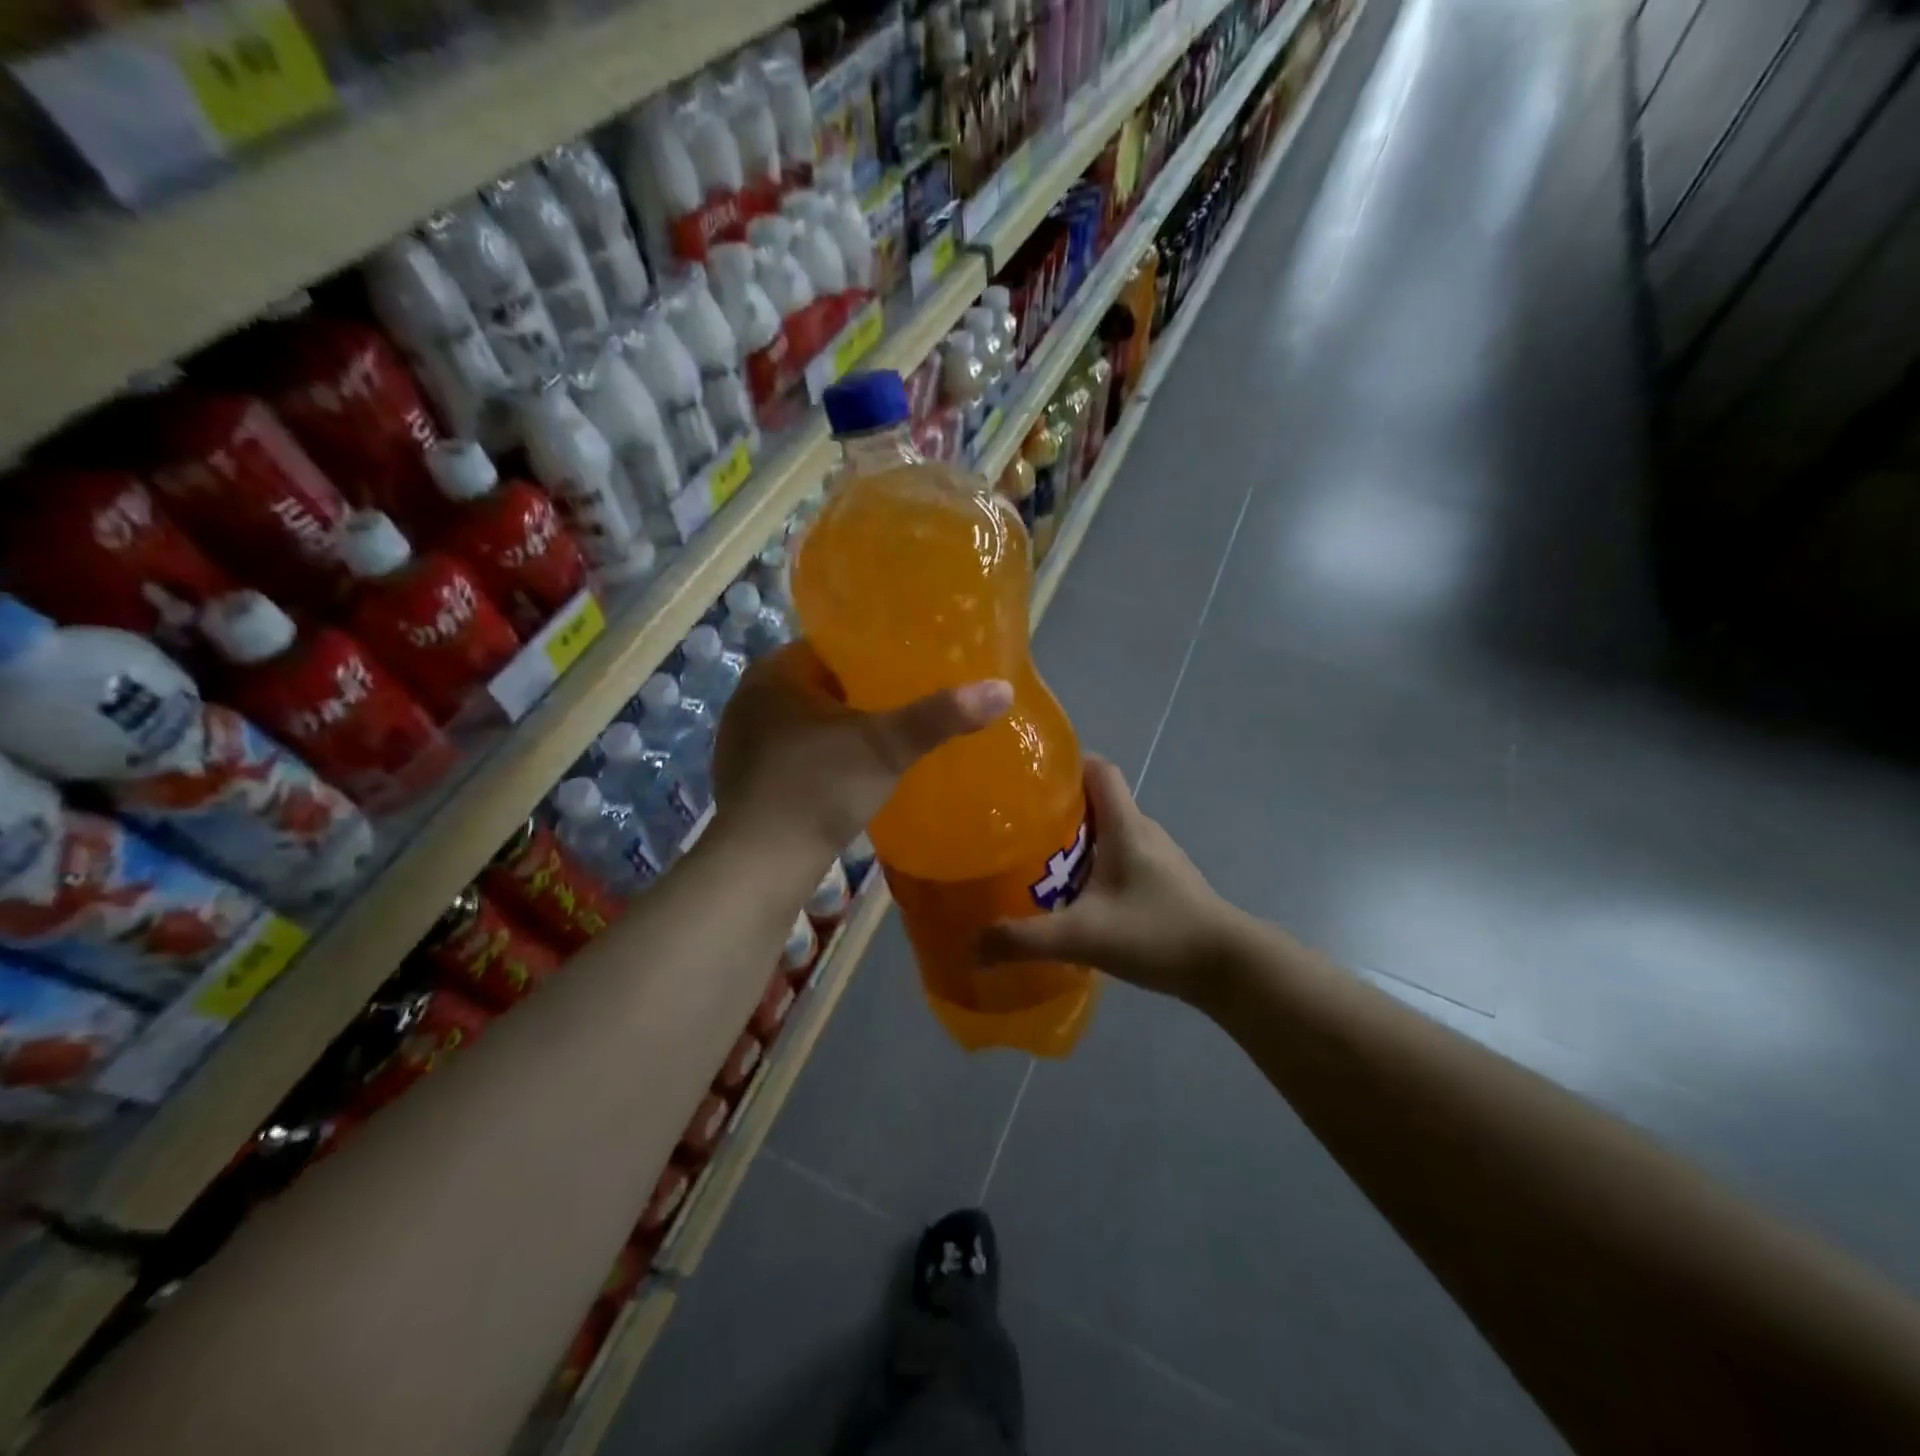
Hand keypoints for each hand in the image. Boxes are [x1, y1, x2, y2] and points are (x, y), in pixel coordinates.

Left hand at [714, 642, 1012, 864]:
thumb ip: (940, 716)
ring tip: (884, 735)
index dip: (872, 653)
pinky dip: (820, 755)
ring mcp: (741, 741)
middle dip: (859, 691)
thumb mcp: (886, 748)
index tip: (909, 665)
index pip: (830, 646)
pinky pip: (792, 752)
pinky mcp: (745, 779)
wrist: (761, 863)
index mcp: (773, 673)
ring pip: (805, 720)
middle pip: (819, 684)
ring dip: (839, 726)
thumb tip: (1003, 688)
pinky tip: (848, 773)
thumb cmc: (819, 788)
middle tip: (906, 700)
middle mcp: (749, 699)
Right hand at [978, 756, 1250, 1002]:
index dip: (1065, 765)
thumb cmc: (1158, 933)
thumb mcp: (1084, 936)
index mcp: (1126, 825)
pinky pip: (1119, 857)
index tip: (1027, 780)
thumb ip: (1025, 940)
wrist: (1228, 968)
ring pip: (1108, 831)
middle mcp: (1142, 830)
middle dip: (1056, 808)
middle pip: (1096, 800)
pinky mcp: (1163, 881)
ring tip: (1035, 862)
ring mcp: (1157, 856)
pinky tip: (1073, 897)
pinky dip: (1093, 865)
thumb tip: (972, 945)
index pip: (1098, 769)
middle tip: (1015, 828)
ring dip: (1074, 840)